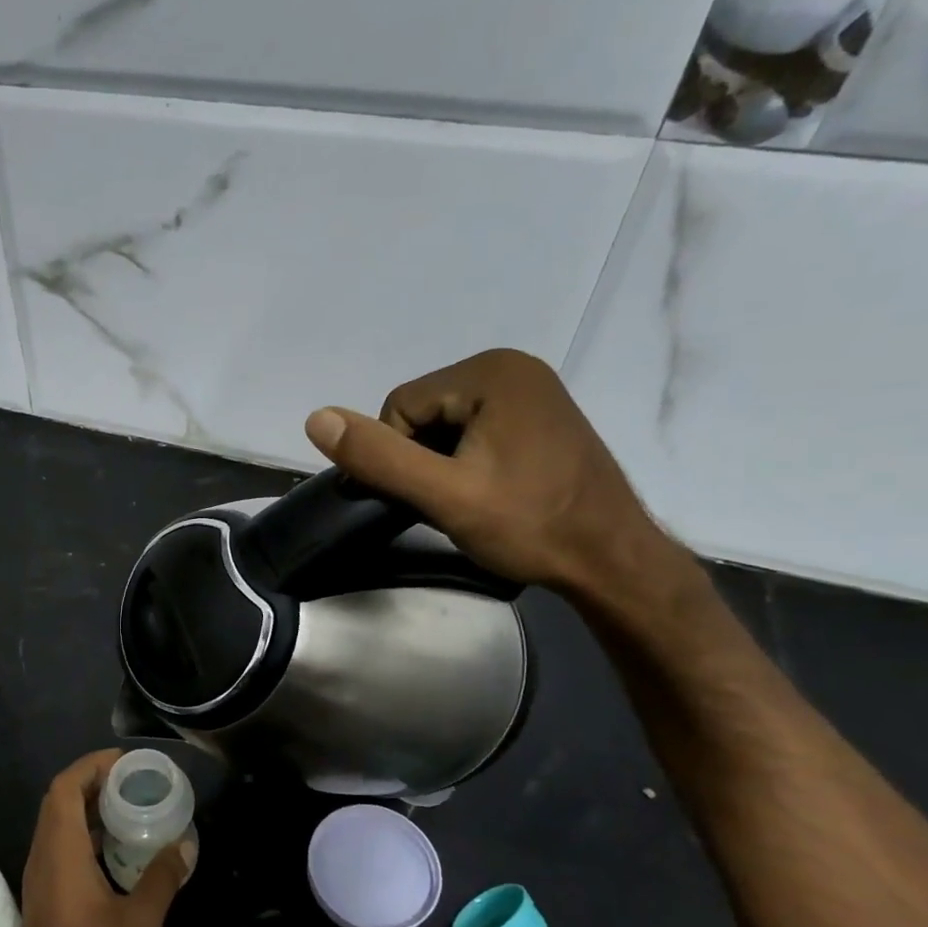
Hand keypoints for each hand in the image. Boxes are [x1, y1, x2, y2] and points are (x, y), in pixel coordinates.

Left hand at [8, 750, 194, 926]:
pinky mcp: (44, 898)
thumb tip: (185, 843)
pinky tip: (116, 849)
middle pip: (58, 802)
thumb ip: (163, 877)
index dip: (90, 766)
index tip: (125, 761)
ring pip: (57, 825)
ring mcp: (39, 880)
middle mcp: (42, 859)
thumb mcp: (141, 922)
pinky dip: (85, 834)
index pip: (63, 789)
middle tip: (133, 780)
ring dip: (88, 808)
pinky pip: (59, 847)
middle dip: (92, 782)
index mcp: (60, 854)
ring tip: (129, 806)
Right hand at [304, 349, 678, 597]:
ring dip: (441, 464)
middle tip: (450, 504)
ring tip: (471, 502)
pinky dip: (466, 461)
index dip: (398, 457)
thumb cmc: (530, 525)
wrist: (611, 559)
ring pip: (446, 425)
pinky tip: (488, 492)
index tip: (427, 498)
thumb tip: (315, 418)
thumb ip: (380, 457)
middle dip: (421, 460)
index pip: (401, 407)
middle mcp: (512, 367)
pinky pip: (475, 430)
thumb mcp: (445, 495)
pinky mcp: (539, 416)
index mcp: (490, 372)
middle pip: (423, 412)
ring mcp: (531, 390)